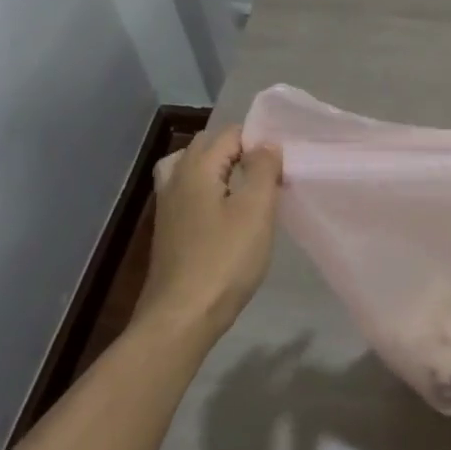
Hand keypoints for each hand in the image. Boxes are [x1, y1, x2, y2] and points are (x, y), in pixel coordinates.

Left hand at [138, 124, 282, 343]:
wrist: (182, 316)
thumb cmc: (224, 260)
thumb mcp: (255, 211)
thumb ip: (263, 169)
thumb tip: (266, 144)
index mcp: (196, 168)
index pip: (230, 134)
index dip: (259, 142)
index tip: (283, 165)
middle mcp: (175, 178)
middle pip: (208, 146)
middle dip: (240, 151)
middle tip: (270, 174)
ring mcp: (167, 205)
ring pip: (193, 168)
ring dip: (221, 169)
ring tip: (246, 186)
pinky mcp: (169, 228)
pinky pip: (189, 192)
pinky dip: (209, 190)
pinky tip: (228, 212)